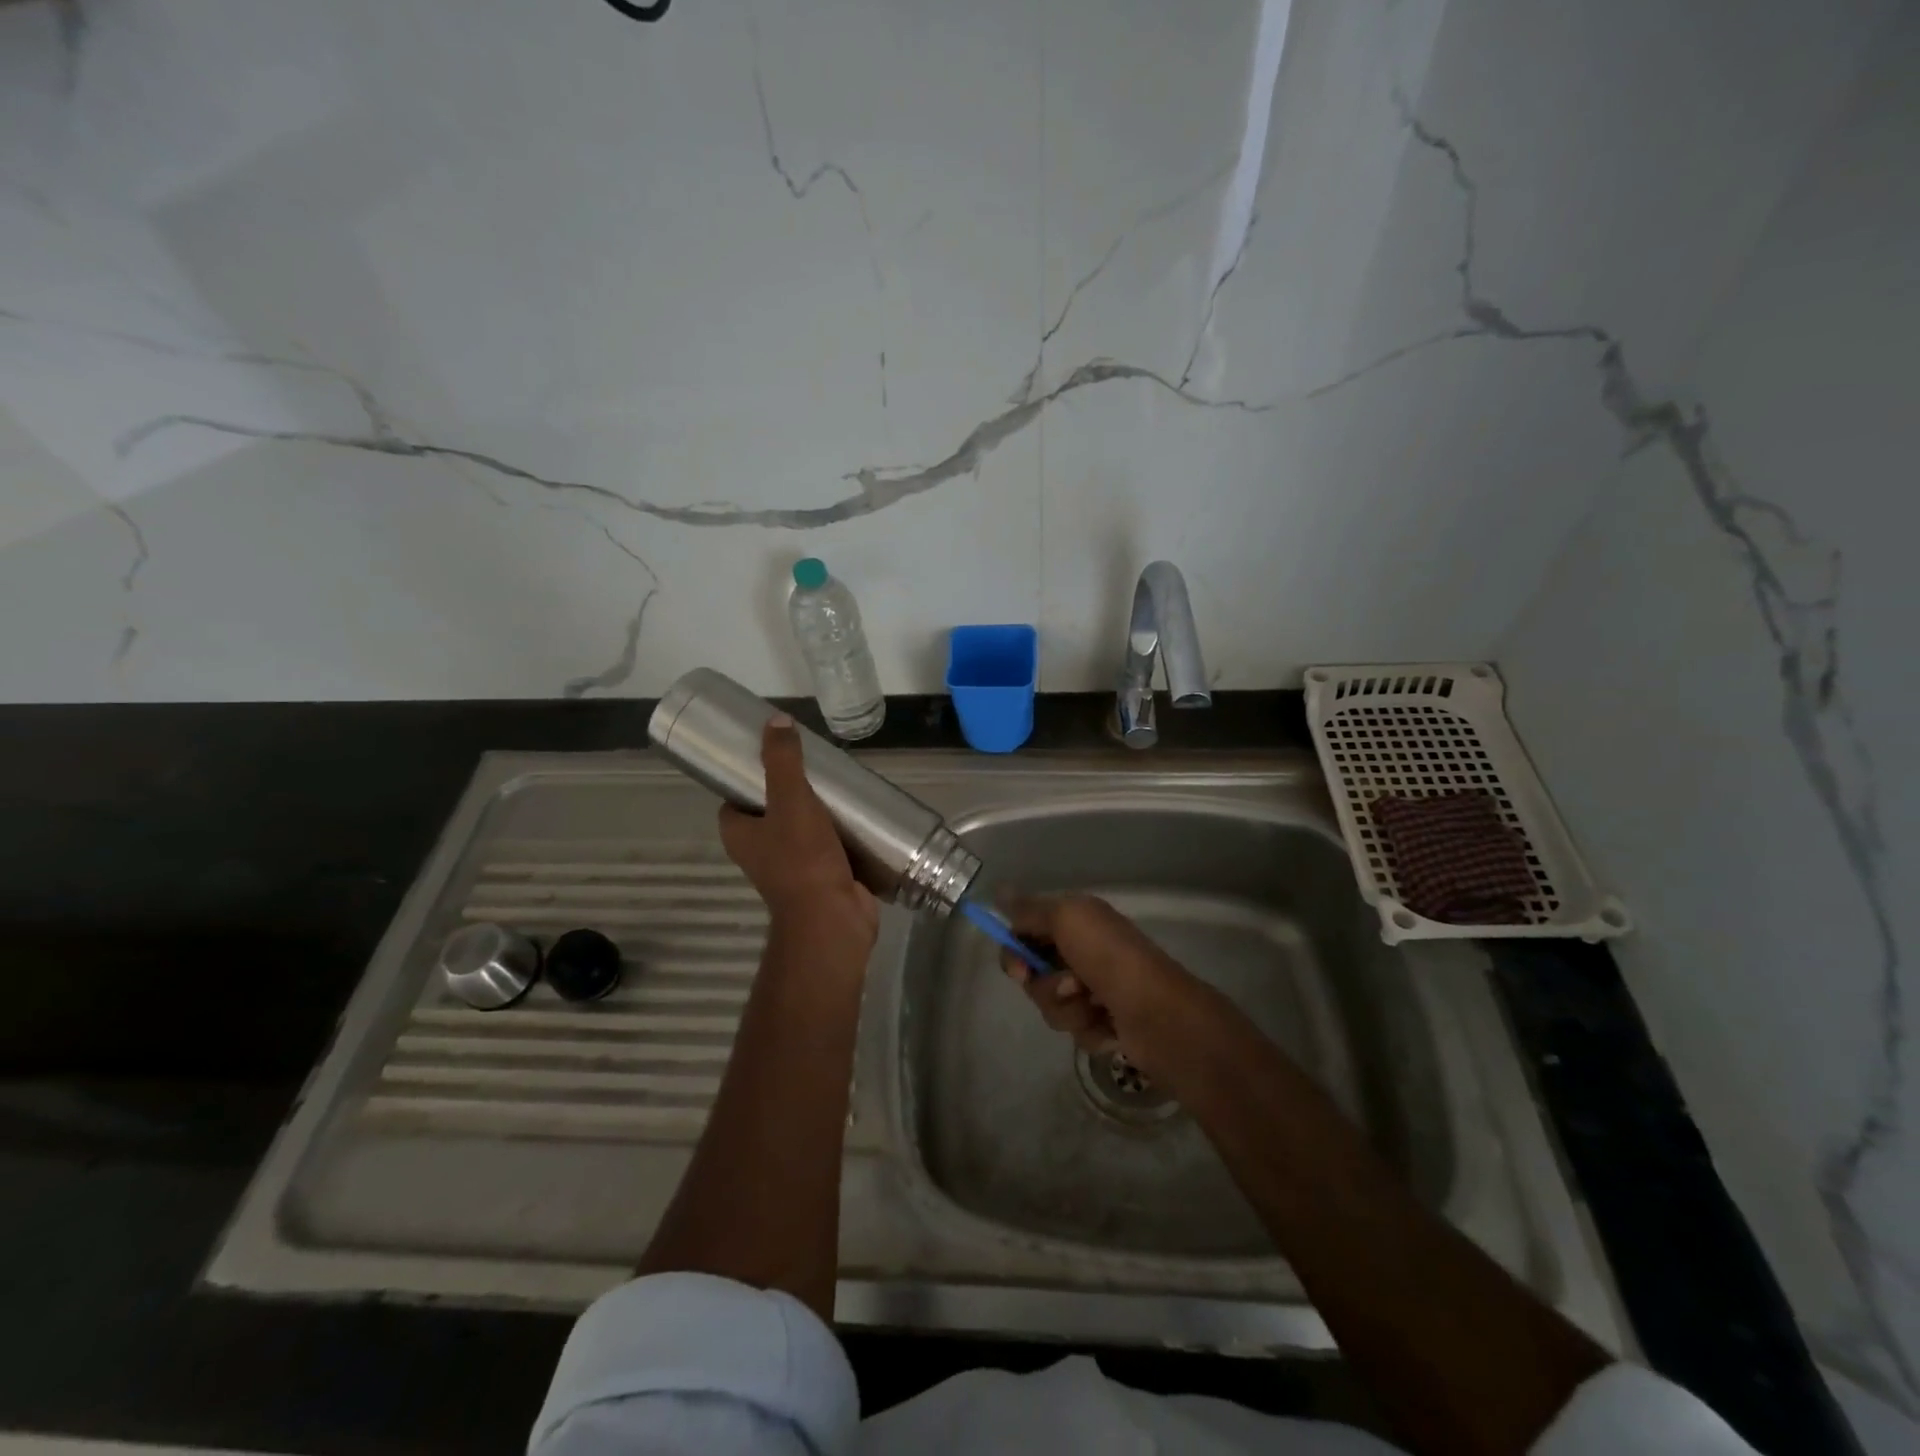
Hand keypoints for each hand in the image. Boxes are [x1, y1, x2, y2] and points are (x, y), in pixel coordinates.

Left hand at [718, 715, 878, 953]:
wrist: (833, 917)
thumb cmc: (801, 860)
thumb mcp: (790, 801)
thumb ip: (783, 761)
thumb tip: (776, 720)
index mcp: (740, 835)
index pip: (735, 798)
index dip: (749, 776)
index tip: (774, 755)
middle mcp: (761, 851)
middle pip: (773, 810)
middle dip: (794, 789)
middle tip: (817, 765)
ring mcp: (793, 866)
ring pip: (804, 827)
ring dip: (821, 810)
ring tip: (841, 783)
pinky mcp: (823, 875)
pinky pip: (830, 845)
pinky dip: (842, 831)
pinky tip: (860, 812)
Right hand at [997, 895, 1200, 1075]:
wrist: (1159, 1014)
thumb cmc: (1110, 958)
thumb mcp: (1066, 918)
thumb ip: (1030, 909)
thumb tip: (1000, 889)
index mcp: (1077, 921)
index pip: (1026, 931)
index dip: (1016, 951)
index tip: (1019, 968)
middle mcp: (1083, 950)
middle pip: (1034, 972)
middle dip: (1045, 985)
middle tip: (1069, 987)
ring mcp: (1094, 989)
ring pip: (1051, 1004)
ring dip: (1068, 1010)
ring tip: (1095, 1007)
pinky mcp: (1104, 1023)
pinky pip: (1074, 1028)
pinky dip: (1088, 1029)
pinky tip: (1109, 1026)